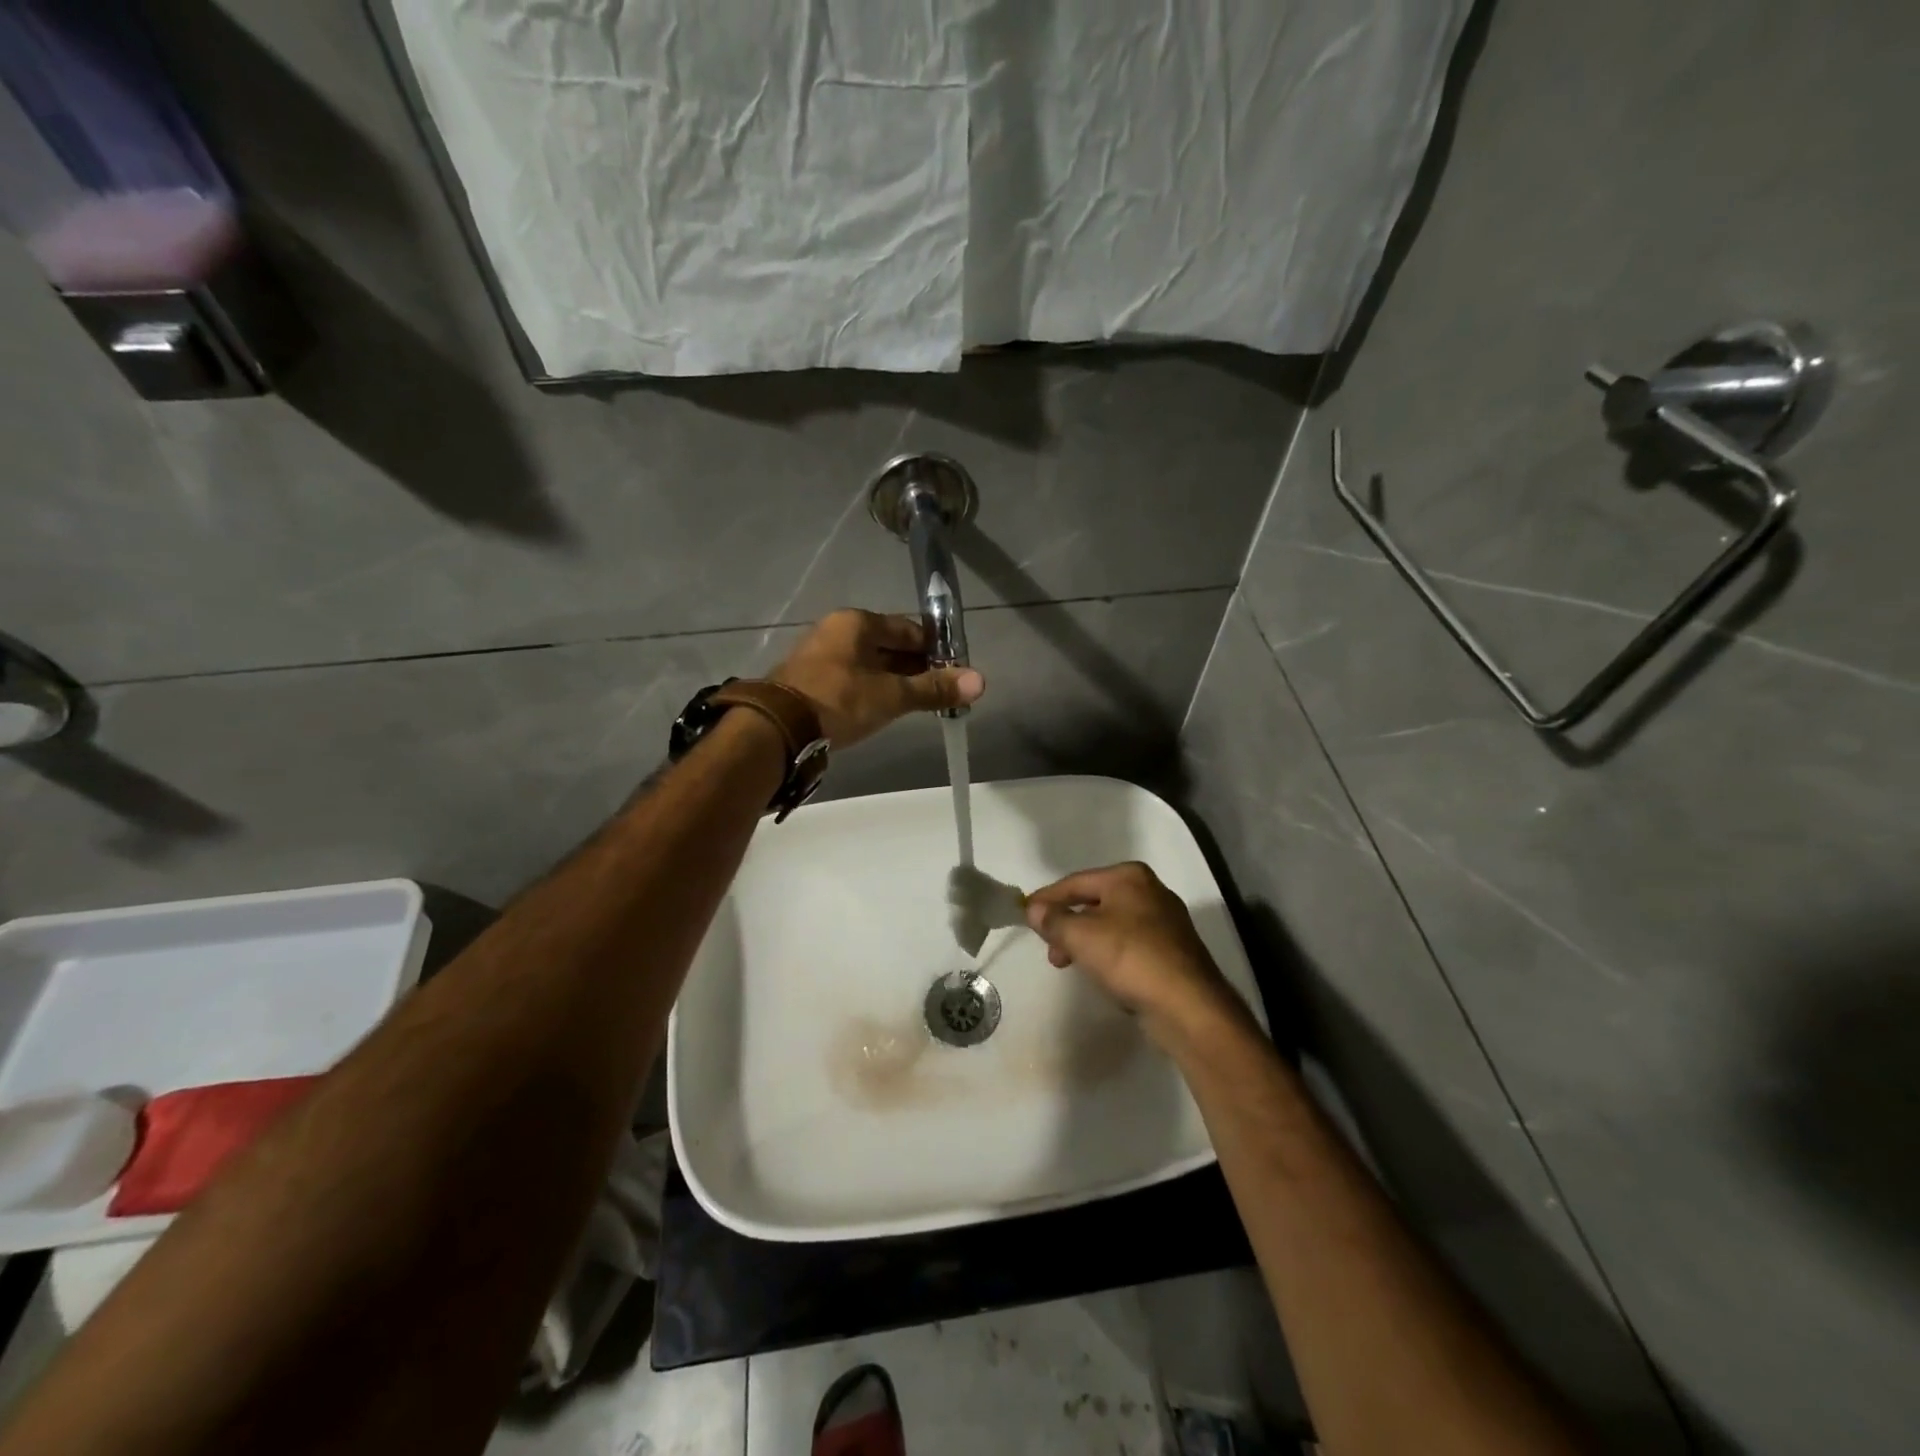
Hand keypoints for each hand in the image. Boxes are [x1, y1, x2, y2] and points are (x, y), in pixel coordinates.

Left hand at [772, 610, 984, 748]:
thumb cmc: (839, 701)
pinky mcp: (811, 681)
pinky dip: (873, 690)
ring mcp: (821, 656)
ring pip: (870, 664)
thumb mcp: (891, 695)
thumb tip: (980, 681)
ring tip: (919, 703)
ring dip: (895, 681)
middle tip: (940, 691)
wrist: (778, 729)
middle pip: (889, 646)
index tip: (954, 670)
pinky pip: (853, 679)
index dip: (935, 649)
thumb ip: (934, 688)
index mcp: (857, 623)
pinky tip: (886, 709)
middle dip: (916, 667)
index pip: (908, 629)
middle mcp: (838, 631)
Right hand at [1025, 862, 1239, 1045]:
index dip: (1047, 898)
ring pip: (1111, 925)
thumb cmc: (1130, 958)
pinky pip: (1129, 945)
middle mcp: (1150, 891)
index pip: (1076, 882)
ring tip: (1069, 964)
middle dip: (1067, 924)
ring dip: (1085, 942)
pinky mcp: (1172, 950)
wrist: (1188, 1006)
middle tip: (1050, 949)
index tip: (1024, 914)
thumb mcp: (1081, 936)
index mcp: (1129, 877)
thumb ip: (1053, 919)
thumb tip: (1034, 909)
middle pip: (1094, 902)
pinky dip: (1109, 954)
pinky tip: (1101, 974)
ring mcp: (1165, 921)